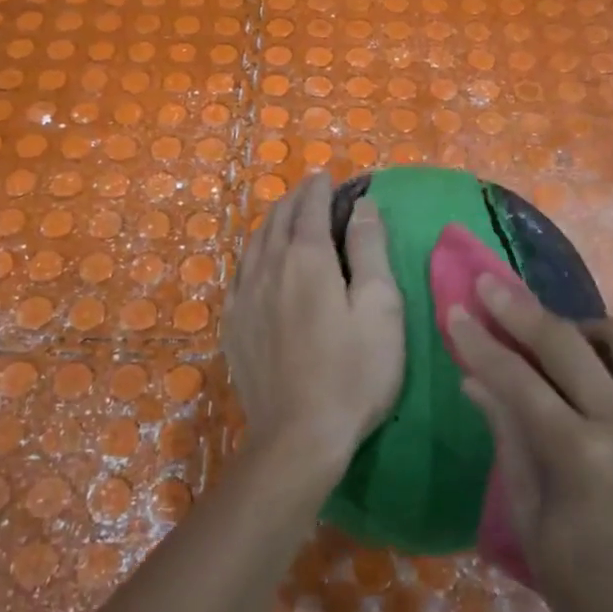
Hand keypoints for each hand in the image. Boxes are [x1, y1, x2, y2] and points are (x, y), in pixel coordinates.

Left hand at [222, 173, 404, 474]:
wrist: (299, 435)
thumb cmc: (353, 372)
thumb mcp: (380, 308)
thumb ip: (370, 250)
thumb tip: (362, 206)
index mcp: (307, 259)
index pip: (310, 208)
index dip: (319, 188)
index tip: (326, 176)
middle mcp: (268, 268)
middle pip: (277, 220)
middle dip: (294, 200)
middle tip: (309, 191)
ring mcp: (244, 297)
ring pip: (253, 244)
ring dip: (271, 223)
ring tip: (284, 217)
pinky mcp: (232, 325)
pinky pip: (239, 273)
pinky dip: (253, 254)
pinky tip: (257, 262)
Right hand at [448, 277, 612, 611]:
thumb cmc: (598, 603)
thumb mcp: (535, 528)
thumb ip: (509, 443)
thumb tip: (477, 382)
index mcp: (581, 456)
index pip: (518, 379)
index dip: (481, 342)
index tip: (454, 308)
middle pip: (567, 341)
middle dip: (520, 308)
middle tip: (487, 282)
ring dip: (579, 323)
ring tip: (548, 337)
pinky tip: (590, 364)